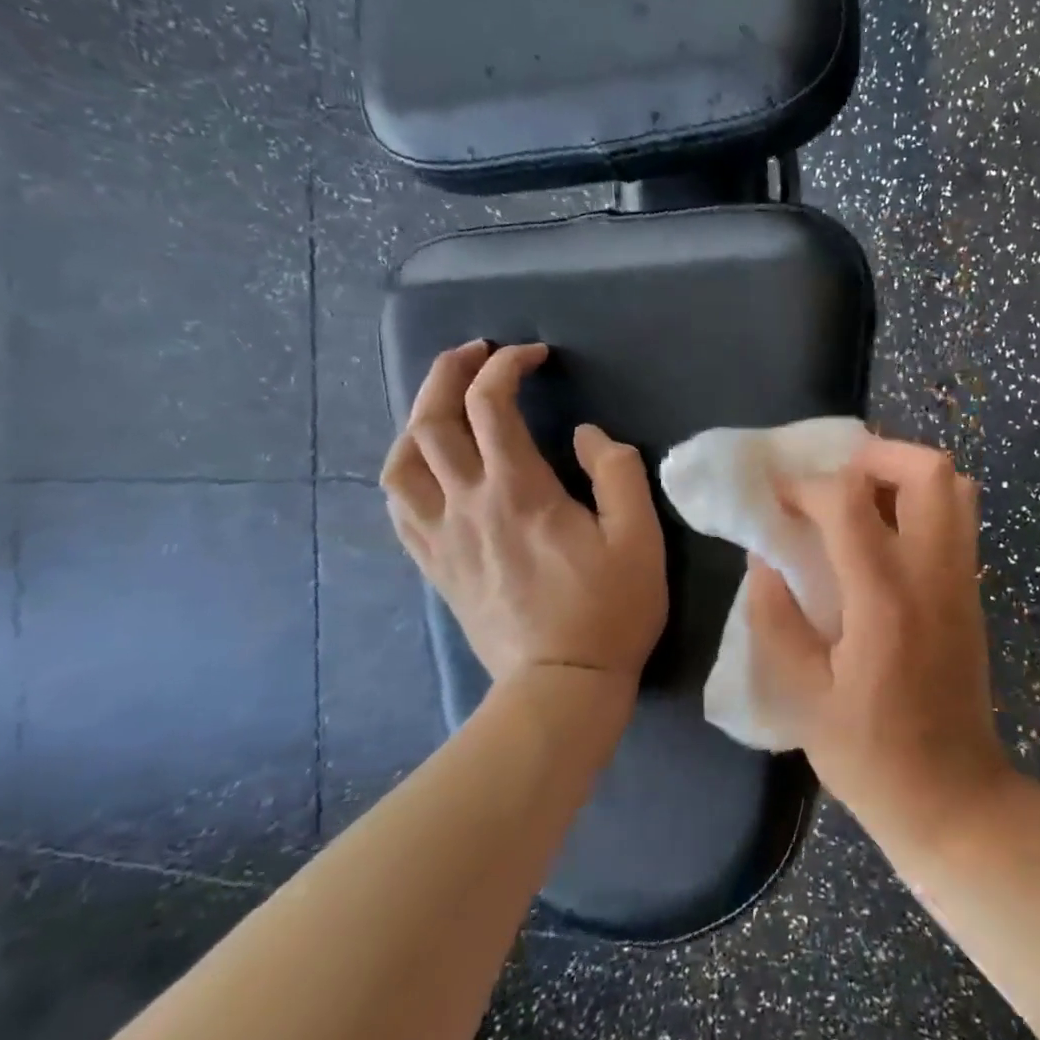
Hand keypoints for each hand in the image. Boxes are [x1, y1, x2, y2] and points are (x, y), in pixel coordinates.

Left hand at [380, 342, 666, 689]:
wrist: (560, 686)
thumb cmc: (609, 610)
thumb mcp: (639, 538)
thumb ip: (617, 473)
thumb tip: (585, 435)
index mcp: (519, 491)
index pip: (491, 405)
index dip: (508, 366)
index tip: (534, 355)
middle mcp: (468, 504)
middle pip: (432, 420)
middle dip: (449, 372)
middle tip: (475, 353)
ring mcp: (443, 537)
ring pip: (401, 462)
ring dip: (417, 418)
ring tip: (445, 404)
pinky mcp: (436, 566)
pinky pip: (399, 508)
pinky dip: (406, 471)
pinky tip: (425, 466)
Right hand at [744, 438, 1020, 851]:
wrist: (955, 798)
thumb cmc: (871, 756)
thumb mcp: (802, 697)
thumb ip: (775, 618)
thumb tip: (764, 557)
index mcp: (885, 599)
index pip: (847, 502)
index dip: (804, 485)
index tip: (775, 494)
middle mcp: (933, 574)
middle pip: (926, 470)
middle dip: (874, 455)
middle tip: (831, 477)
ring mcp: (961, 580)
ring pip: (953, 486)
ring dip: (903, 473)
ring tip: (858, 496)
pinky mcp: (971, 591)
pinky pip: (957, 517)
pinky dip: (921, 501)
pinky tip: (881, 533)